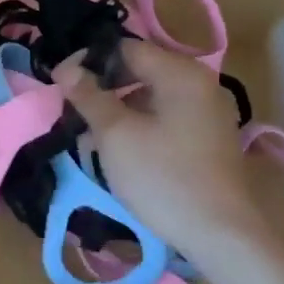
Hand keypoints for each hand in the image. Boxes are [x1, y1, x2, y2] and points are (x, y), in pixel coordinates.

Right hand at [55, 39, 269, 255]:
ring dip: (120, 107)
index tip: (62, 84)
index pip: (125, 48)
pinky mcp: (209, 136)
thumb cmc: (163, 177)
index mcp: (180, 73)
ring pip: (152, 94)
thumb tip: (65, 68)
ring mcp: (208, 110)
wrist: (221, 235)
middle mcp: (200, 83)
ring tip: (93, 133)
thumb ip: (89, 95)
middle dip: (104, 86)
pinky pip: (167, 115)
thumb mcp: (115, 135)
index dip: (89, 61)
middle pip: (141, 69)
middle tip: (75, 109)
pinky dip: (141, 123)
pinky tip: (122, 148)